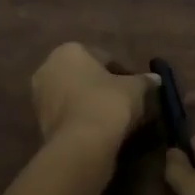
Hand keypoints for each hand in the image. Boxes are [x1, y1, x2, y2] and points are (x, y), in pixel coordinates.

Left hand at [31, 43, 157, 149]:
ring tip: (114, 120)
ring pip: (74, 96)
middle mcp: (47, 67)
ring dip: (91, 104)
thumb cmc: (108, 103)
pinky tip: (99, 131)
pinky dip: (81, 119)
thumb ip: (145, 81)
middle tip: (126, 103)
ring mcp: (39, 97)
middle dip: (103, 87)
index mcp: (68, 51)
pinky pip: (68, 115)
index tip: (137, 90)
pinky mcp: (39, 122)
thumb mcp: (135, 88)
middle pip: (84, 76)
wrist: (81, 144)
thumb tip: (156, 79)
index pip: (104, 58)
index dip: (124, 73)